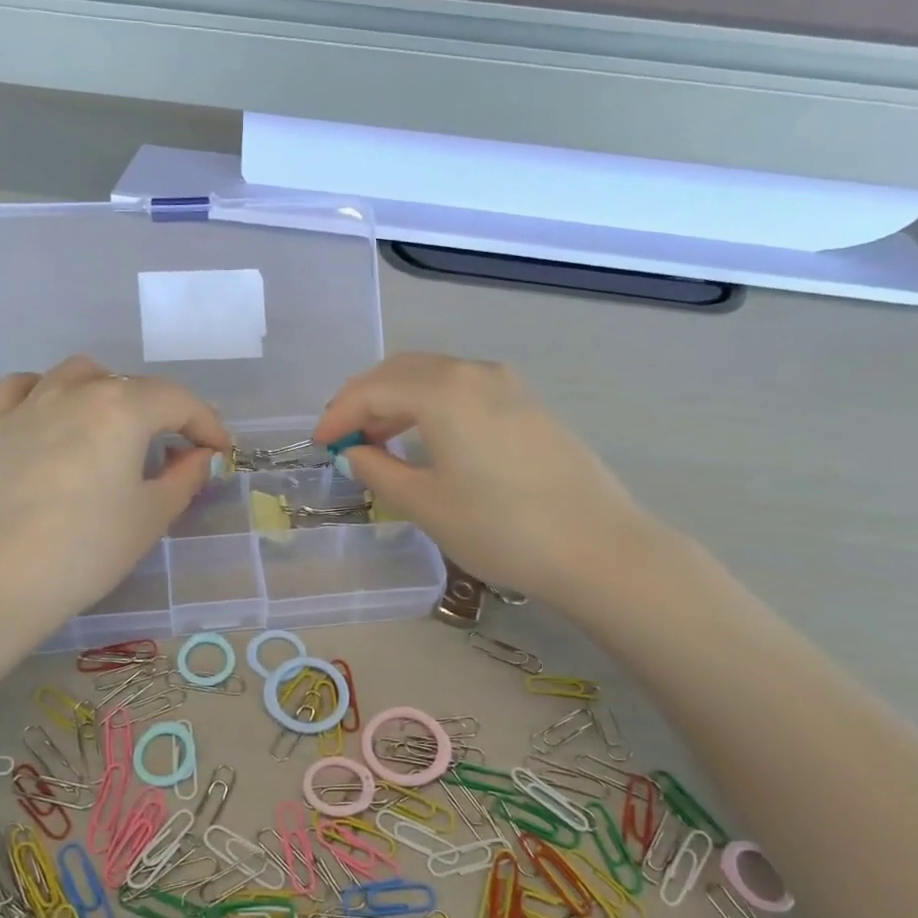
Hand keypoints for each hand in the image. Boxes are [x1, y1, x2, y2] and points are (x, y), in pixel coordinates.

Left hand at [0, 357, 227, 645]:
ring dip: (110, 392)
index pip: (179, 401)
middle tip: (179, 450)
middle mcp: (76, 391)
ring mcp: (29, 404)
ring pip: (79, 375)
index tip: (221, 451)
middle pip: (132, 386)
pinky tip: (56, 416)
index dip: (208, 424)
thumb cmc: (85, 550)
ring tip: (119, 428)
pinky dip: (50, 392)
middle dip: (164, 412)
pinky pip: (26, 387)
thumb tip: (200, 456)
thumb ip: (184, 478)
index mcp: (122, 408)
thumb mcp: (150, 517)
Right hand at [311, 353, 657, 605]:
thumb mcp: (426, 504)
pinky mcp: (529, 404)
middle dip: (365, 399)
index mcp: (442, 391)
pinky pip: (464, 389)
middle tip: (343, 435)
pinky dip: (432, 404)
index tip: (319, 444)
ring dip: (399, 400)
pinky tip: (428, 438)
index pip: (372, 390)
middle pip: (403, 371)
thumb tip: (356, 453)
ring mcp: (508, 385)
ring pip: (436, 376)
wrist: (597, 547)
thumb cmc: (500, 529)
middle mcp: (474, 372)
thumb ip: (380, 470)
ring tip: (379, 439)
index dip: (339, 415)